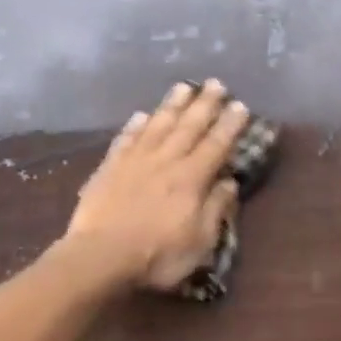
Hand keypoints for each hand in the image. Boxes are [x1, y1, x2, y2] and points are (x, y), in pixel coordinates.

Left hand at [67, 79, 247, 289]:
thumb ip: (216, 208)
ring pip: (158, 124)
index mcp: (192, 178)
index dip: (229, 125)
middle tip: (215, 84)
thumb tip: (230, 181)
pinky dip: (135, 125)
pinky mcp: (110, 167)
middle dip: (205, 104)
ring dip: (172, 105)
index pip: (216, 145)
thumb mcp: (200, 241)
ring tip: (183, 87)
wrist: (100, 256)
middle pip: (189, 126)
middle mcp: (166, 160)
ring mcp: (135, 160)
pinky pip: (126, 138)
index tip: (240, 105)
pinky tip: (141, 115)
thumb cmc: (157, 255)